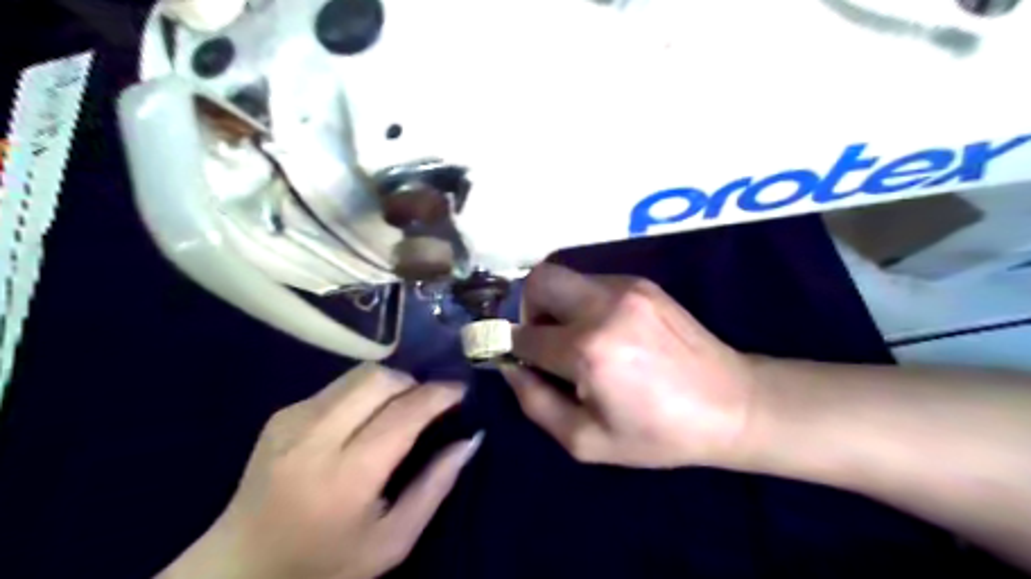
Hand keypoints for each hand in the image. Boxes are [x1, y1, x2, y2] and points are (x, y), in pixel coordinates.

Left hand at [157, 365, 480, 576]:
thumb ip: (436, 486)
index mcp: (346, 478)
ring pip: (358, 374)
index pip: (404, 414)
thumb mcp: (393, 541)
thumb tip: (471, 438)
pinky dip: (364, 393)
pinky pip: (338, 386)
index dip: (439, 394)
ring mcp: (291, 421)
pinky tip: (366, 419)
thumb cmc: (326, 564)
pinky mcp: (281, 415)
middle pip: (379, 379)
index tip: (461, 389)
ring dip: (391, 383)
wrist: (240, 569)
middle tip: (430, 402)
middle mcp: (314, 439)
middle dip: (414, 382)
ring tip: (402, 407)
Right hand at [508, 265, 755, 467]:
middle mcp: (603, 306)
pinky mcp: (642, 283)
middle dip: (527, 307)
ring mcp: (626, 288)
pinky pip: (592, 282)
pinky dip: (582, 303)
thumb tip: (509, 366)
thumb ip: (535, 403)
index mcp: (588, 350)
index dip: (509, 345)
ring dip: (556, 305)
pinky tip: (605, 331)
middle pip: (538, 279)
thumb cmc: (658, 433)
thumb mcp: (587, 441)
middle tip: (541, 338)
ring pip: (564, 276)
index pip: (524, 334)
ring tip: (575, 338)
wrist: (732, 404)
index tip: (511, 356)